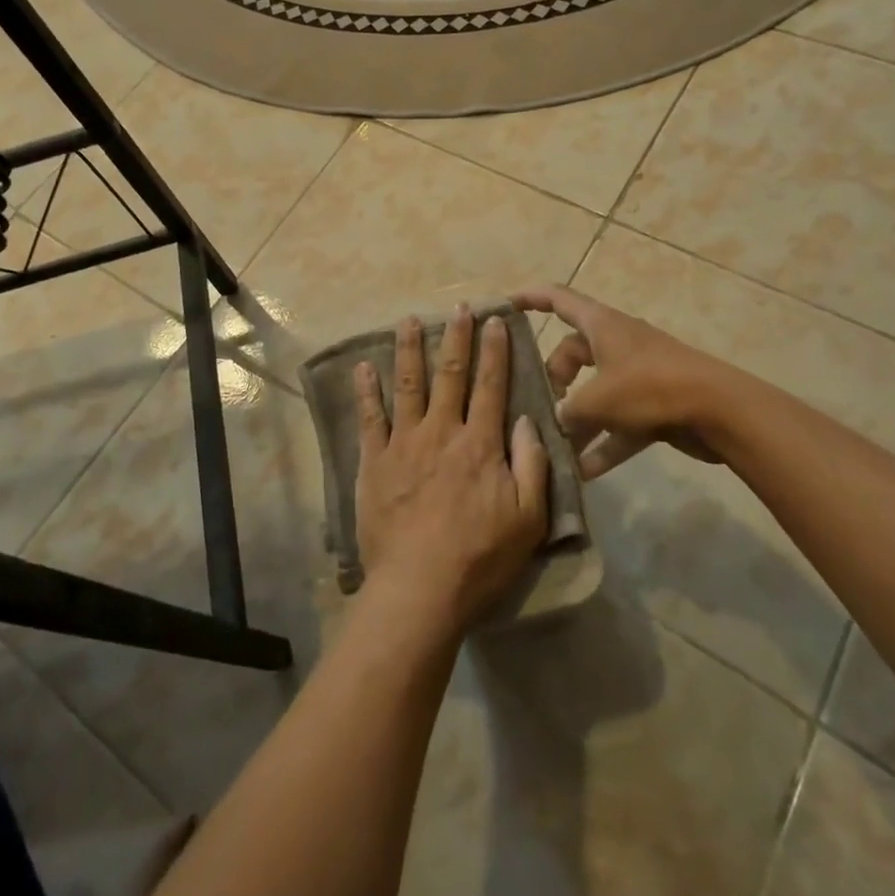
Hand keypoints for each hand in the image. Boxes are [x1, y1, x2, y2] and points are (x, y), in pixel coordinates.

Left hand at [353, 305, 549, 635]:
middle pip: (451, 374)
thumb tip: (528, 420)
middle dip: (457, 337)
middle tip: (458, 307)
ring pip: (408, 384)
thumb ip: (532, 464)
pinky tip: (363, 367)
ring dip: (409, 349)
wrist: (419, 587)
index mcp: (480, 443)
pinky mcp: (374, 461)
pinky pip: (369, 418)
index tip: (496, 320)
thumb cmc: (480, 557)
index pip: (491, 385)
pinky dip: (366, 390)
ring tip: (409, 320)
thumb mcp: (528, 519)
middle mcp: (441, 431)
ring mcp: (404, 443)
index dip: (495, 350)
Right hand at [514, 285, 726, 478]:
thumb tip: (557, 422)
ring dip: (578, 419)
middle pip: (573, 353)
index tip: (505, 305)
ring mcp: (637, 375)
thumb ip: (569, 412)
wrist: (720, 411)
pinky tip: (585, 473)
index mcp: (601, 325)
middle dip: (554, 379)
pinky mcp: (655, 405)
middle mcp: (617, 344)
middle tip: (540, 406)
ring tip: (556, 446)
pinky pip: (619, 422)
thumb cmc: (651, 388)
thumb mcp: (598, 399)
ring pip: (595, 392)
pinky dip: (604, 443)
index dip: (530, 298)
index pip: (558, 299)